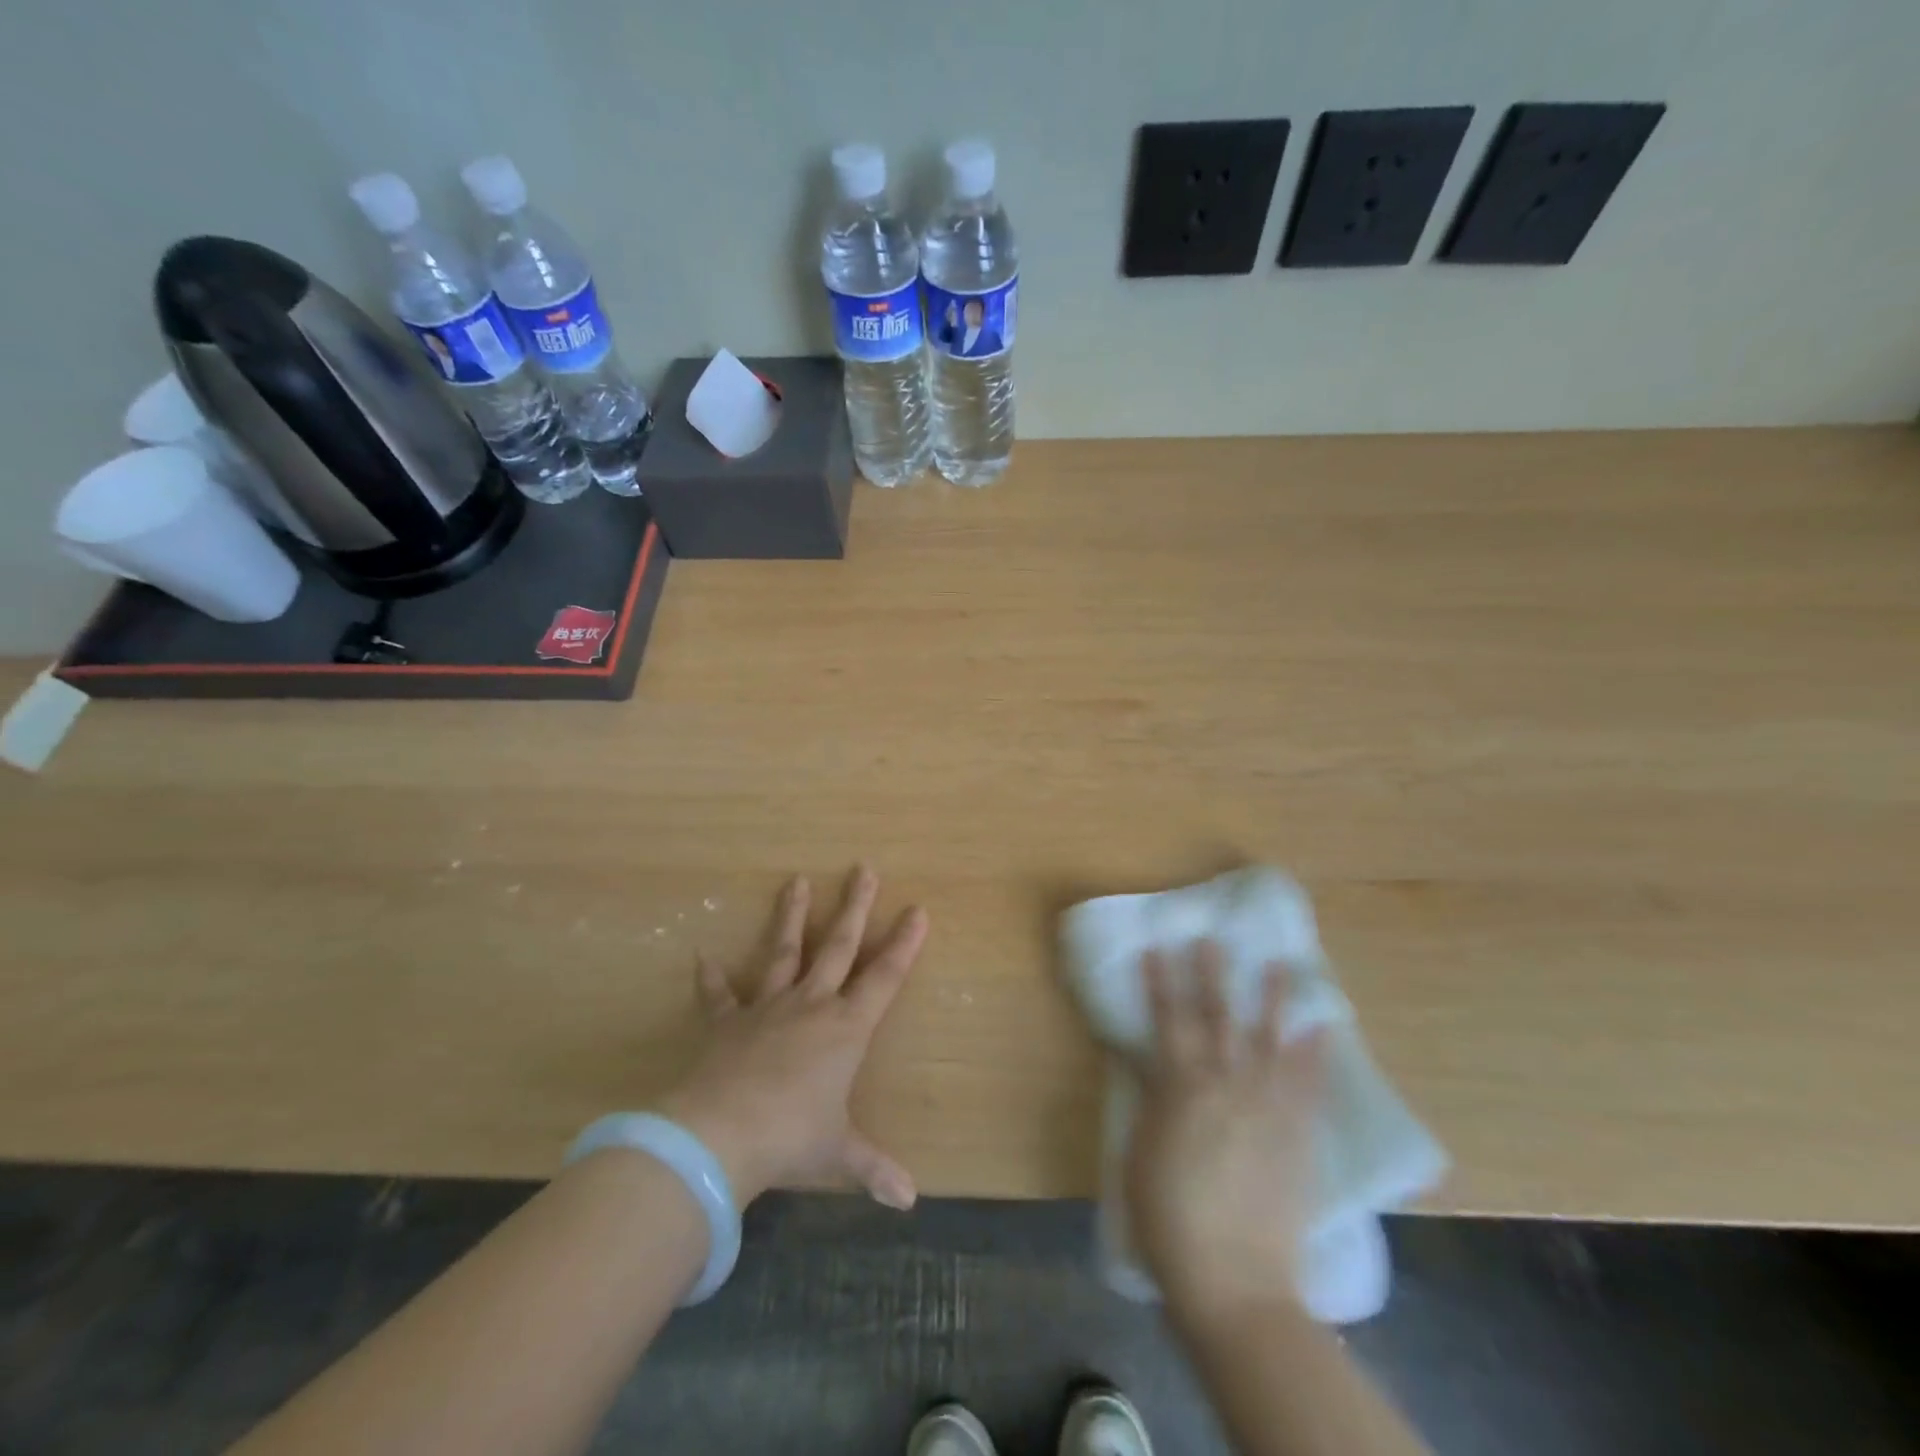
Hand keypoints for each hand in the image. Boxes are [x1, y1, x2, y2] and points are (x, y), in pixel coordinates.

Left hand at [658, 866, 927, 1209]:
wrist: (721, 1134)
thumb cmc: (792, 1137)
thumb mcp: (839, 1153)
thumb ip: (875, 1169)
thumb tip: (910, 1200)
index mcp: (845, 1029)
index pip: (884, 978)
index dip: (904, 944)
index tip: (918, 910)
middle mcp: (811, 1006)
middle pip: (838, 946)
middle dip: (855, 907)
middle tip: (865, 868)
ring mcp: (767, 1009)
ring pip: (783, 952)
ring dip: (791, 917)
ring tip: (796, 881)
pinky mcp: (727, 1023)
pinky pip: (719, 996)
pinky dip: (711, 979)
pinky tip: (702, 956)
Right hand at [1123, 941, 1328, 1316]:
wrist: (1235, 1279)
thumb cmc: (1169, 1216)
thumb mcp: (1141, 1150)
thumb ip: (1149, 1097)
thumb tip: (1142, 1054)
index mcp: (1181, 1086)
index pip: (1168, 1019)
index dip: (1161, 981)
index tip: (1158, 945)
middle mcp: (1227, 1083)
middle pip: (1218, 1016)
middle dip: (1213, 973)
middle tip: (1213, 937)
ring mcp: (1268, 1106)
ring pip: (1270, 1038)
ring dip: (1273, 998)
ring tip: (1281, 963)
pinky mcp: (1298, 1133)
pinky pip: (1309, 1082)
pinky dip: (1316, 1051)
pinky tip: (1322, 1025)